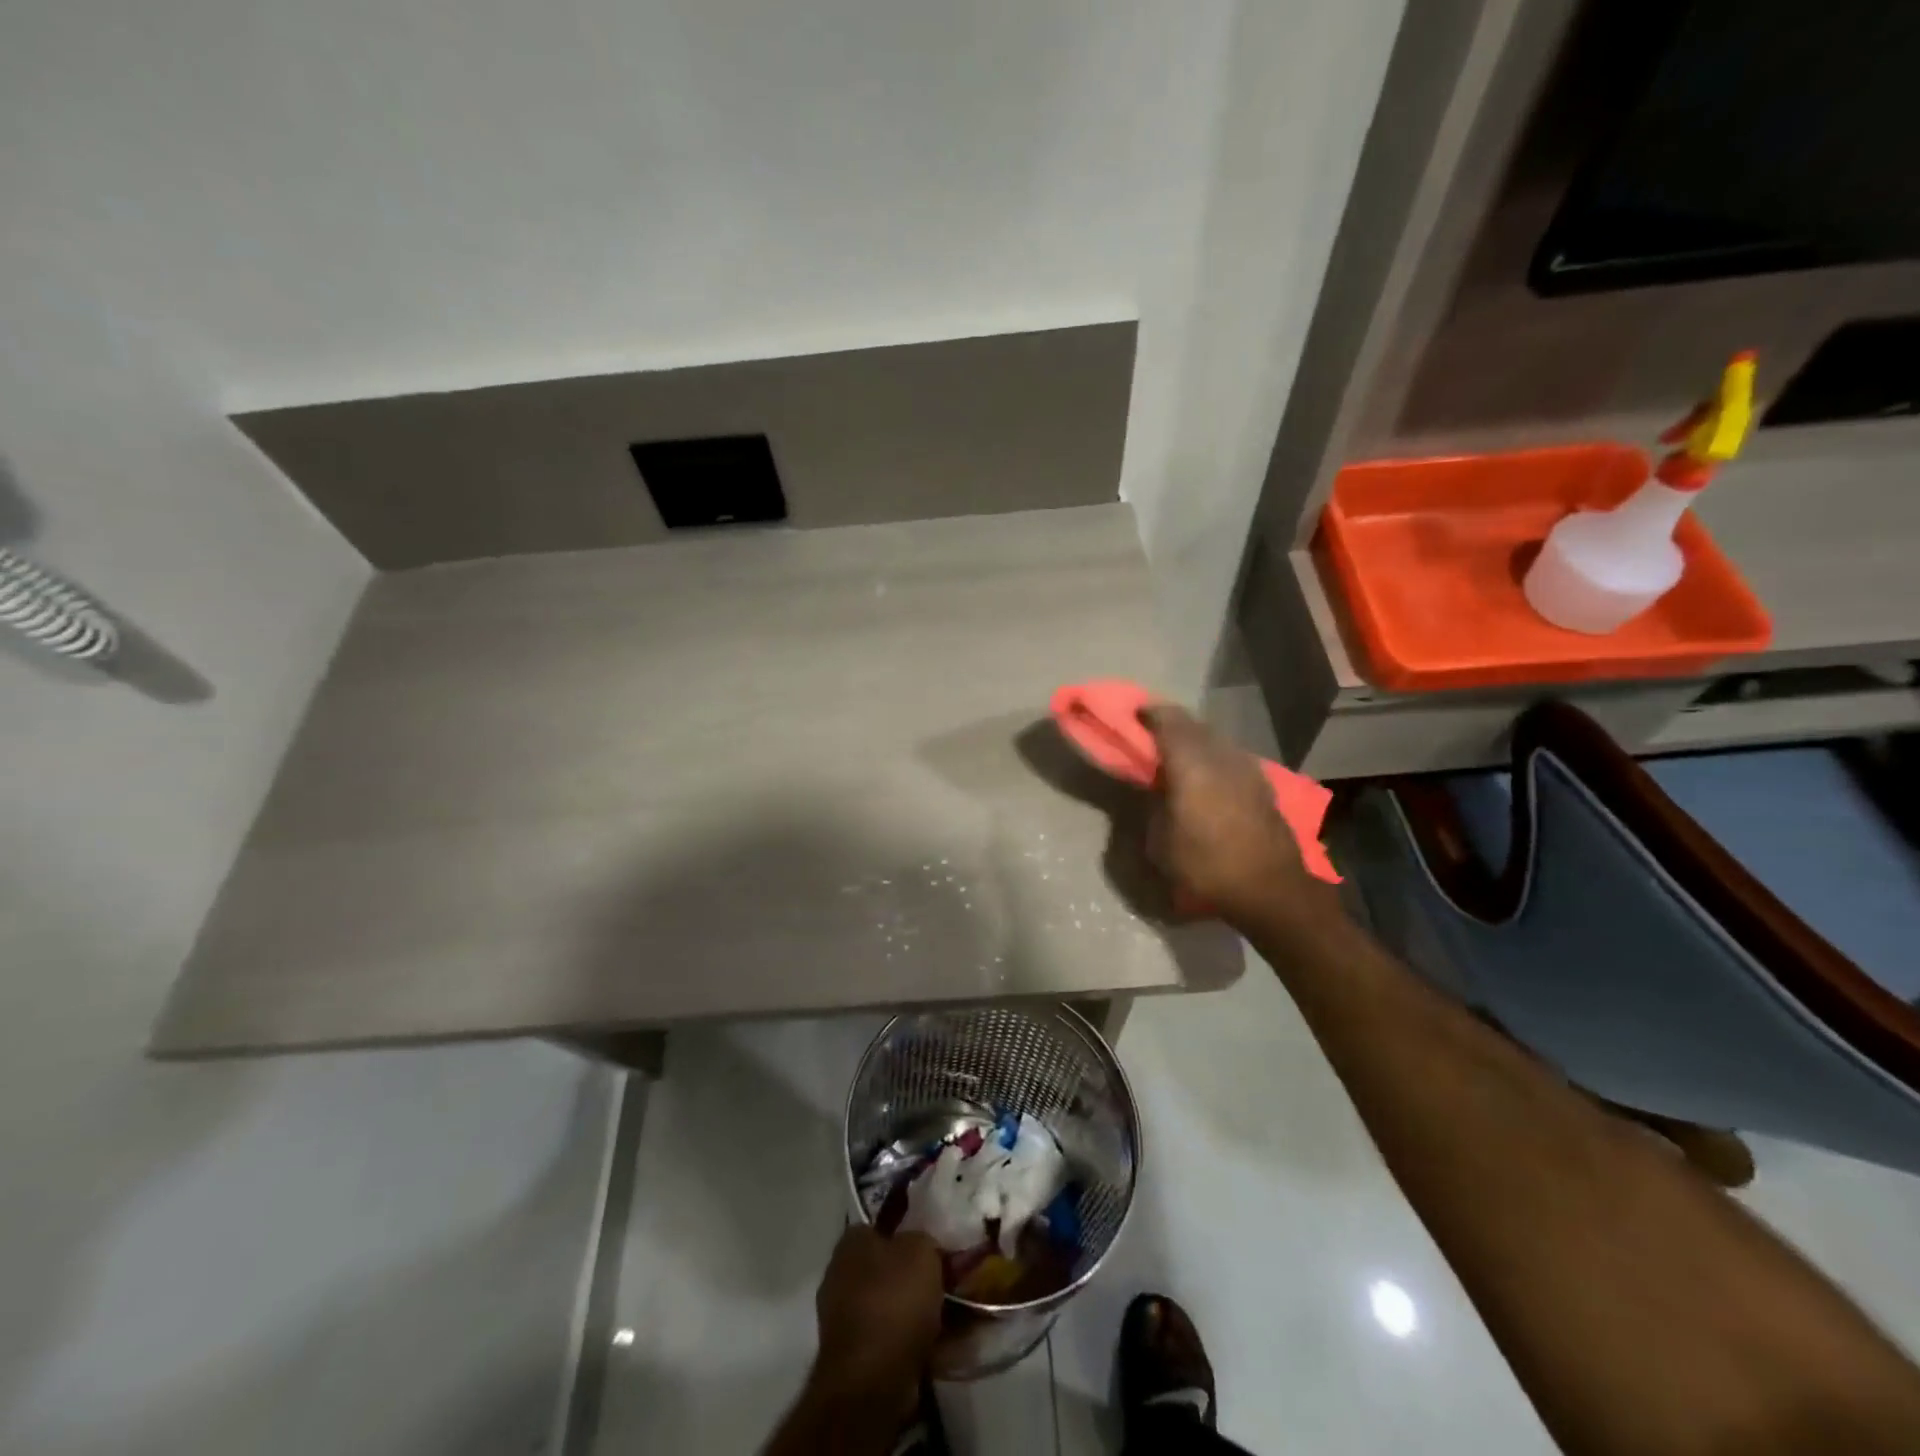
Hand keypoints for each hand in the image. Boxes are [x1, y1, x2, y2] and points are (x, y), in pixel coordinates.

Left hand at [812, 1225, 943, 1401]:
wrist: (870, 1381)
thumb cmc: (893, 1301)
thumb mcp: (921, 1250)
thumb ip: (925, 1241)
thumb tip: (925, 1250)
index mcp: (851, 1243)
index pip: (881, 1226)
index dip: (909, 1234)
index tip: (935, 1247)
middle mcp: (841, 1276)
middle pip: (888, 1268)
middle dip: (918, 1277)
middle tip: (951, 1282)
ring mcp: (845, 1320)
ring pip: (893, 1306)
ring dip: (920, 1311)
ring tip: (955, 1317)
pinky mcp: (856, 1358)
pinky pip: (892, 1339)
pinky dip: (915, 1341)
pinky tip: (942, 1346)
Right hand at [1141, 705, 1327, 930]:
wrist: (1271, 890)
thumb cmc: (1207, 867)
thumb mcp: (1160, 842)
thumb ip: (1154, 806)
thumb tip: (1157, 790)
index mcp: (1191, 764)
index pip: (1169, 720)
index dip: (1150, 713)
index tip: (1135, 714)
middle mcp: (1221, 756)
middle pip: (1194, 725)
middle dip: (1172, 724)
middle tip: (1152, 733)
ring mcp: (1247, 768)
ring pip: (1215, 740)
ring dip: (1195, 740)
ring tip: (1178, 755)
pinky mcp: (1262, 785)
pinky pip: (1230, 757)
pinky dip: (1213, 758)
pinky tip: (1208, 776)